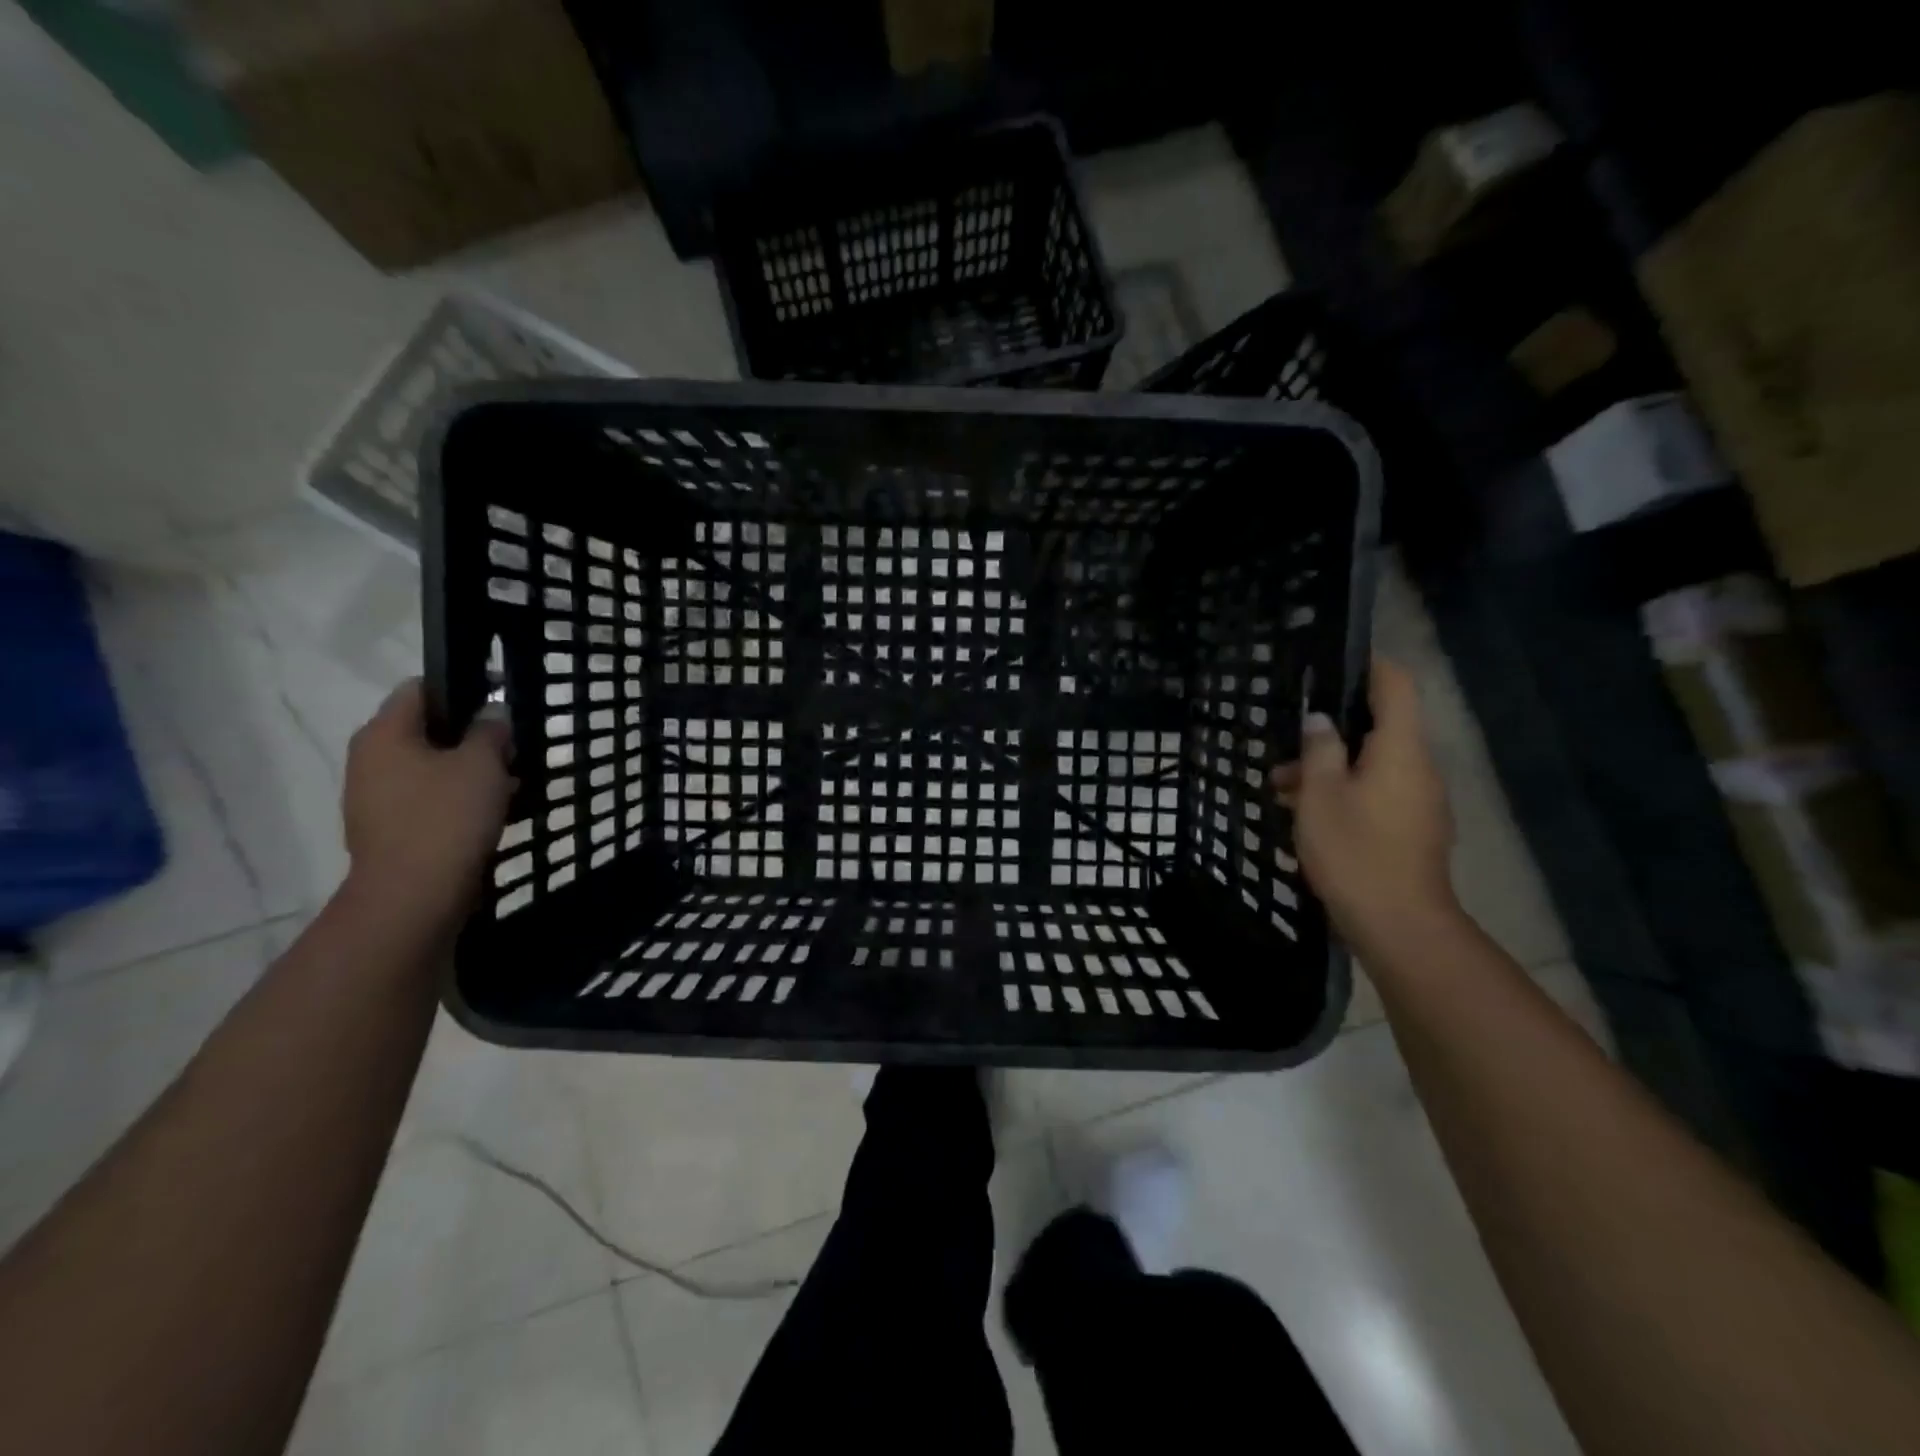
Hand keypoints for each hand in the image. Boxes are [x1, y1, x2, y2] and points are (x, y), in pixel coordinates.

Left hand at [339, 681, 513, 940]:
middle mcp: (370, 758)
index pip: (422, 688)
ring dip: (469, 769)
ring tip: (512, 781)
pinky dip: (459, 797)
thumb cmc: (447, 818)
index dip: (464, 686)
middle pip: (427, 729)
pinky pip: (429, 798)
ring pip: (431, 766)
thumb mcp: (482, 764)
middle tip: (514, 746)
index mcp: (385, 733)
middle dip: (472, 734)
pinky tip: (493, 810)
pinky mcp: (390, 828)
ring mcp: (375, 797)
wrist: (413, 897)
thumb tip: (492, 713)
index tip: (503, 697)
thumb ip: (490, 730)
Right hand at [1269, 658, 1458, 953]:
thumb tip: (1320, 720)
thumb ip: (1319, 750)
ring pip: (1371, 765)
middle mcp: (1417, 768)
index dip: (1369, 666)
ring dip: (1329, 768)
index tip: (1334, 661)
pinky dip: (1342, 793)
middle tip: (1286, 739)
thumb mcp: (1320, 795)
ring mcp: (1418, 801)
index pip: (1396, 686)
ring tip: (1279, 787)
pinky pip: (1375, 794)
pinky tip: (1304, 815)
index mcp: (1400, 750)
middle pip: (1379, 728)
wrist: (1399, 925)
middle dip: (1331, 730)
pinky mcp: (1411, 829)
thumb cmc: (1355, 851)